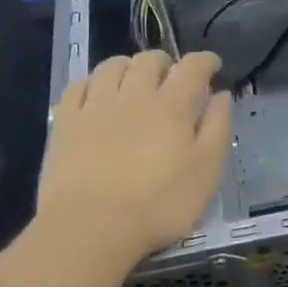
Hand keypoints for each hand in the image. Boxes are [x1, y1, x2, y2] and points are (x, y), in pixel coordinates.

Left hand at [37, 51, 232, 263]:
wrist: (91, 225)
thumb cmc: (160, 204)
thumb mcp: (206, 172)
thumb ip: (217, 129)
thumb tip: (221, 95)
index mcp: (172, 106)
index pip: (192, 68)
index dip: (205, 61)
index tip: (213, 65)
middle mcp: (135, 95)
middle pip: (149, 60)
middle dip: (165, 62)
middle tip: (172, 77)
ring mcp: (96, 106)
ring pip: (112, 66)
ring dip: (128, 66)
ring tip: (134, 81)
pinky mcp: (66, 122)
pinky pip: (78, 86)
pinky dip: (92, 83)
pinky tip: (96, 95)